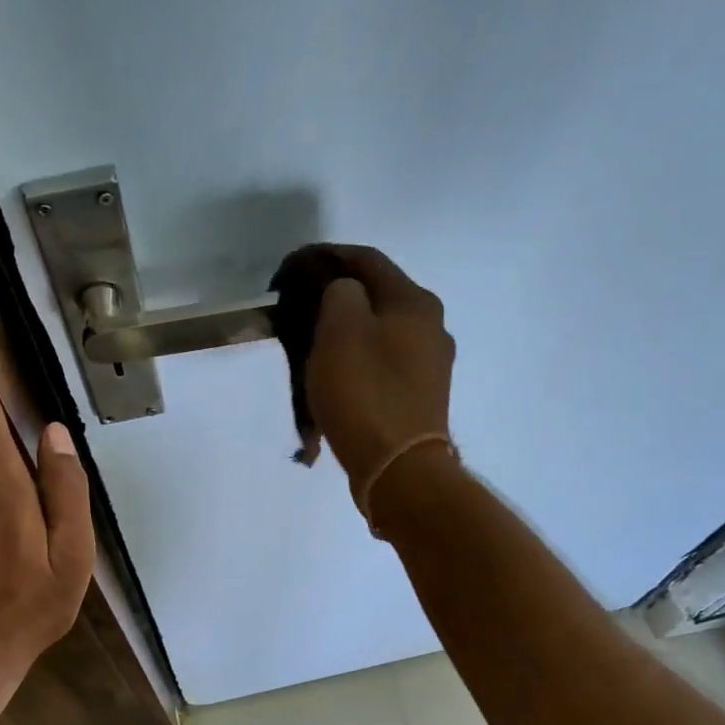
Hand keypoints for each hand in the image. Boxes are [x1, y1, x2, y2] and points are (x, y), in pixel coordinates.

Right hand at [304, 245, 456, 512]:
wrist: (398, 468)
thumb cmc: (365, 393)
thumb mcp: (340, 330)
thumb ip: (339, 295)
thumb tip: (344, 293)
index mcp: (414, 302)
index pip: (367, 260)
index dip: (328, 256)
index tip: (294, 267)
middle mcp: (431, 328)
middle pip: (376, 300)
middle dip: (336, 301)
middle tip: (300, 312)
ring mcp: (430, 367)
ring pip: (378, 337)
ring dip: (345, 338)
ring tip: (312, 352)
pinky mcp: (421, 399)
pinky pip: (382, 371)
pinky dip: (356, 369)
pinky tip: (335, 385)